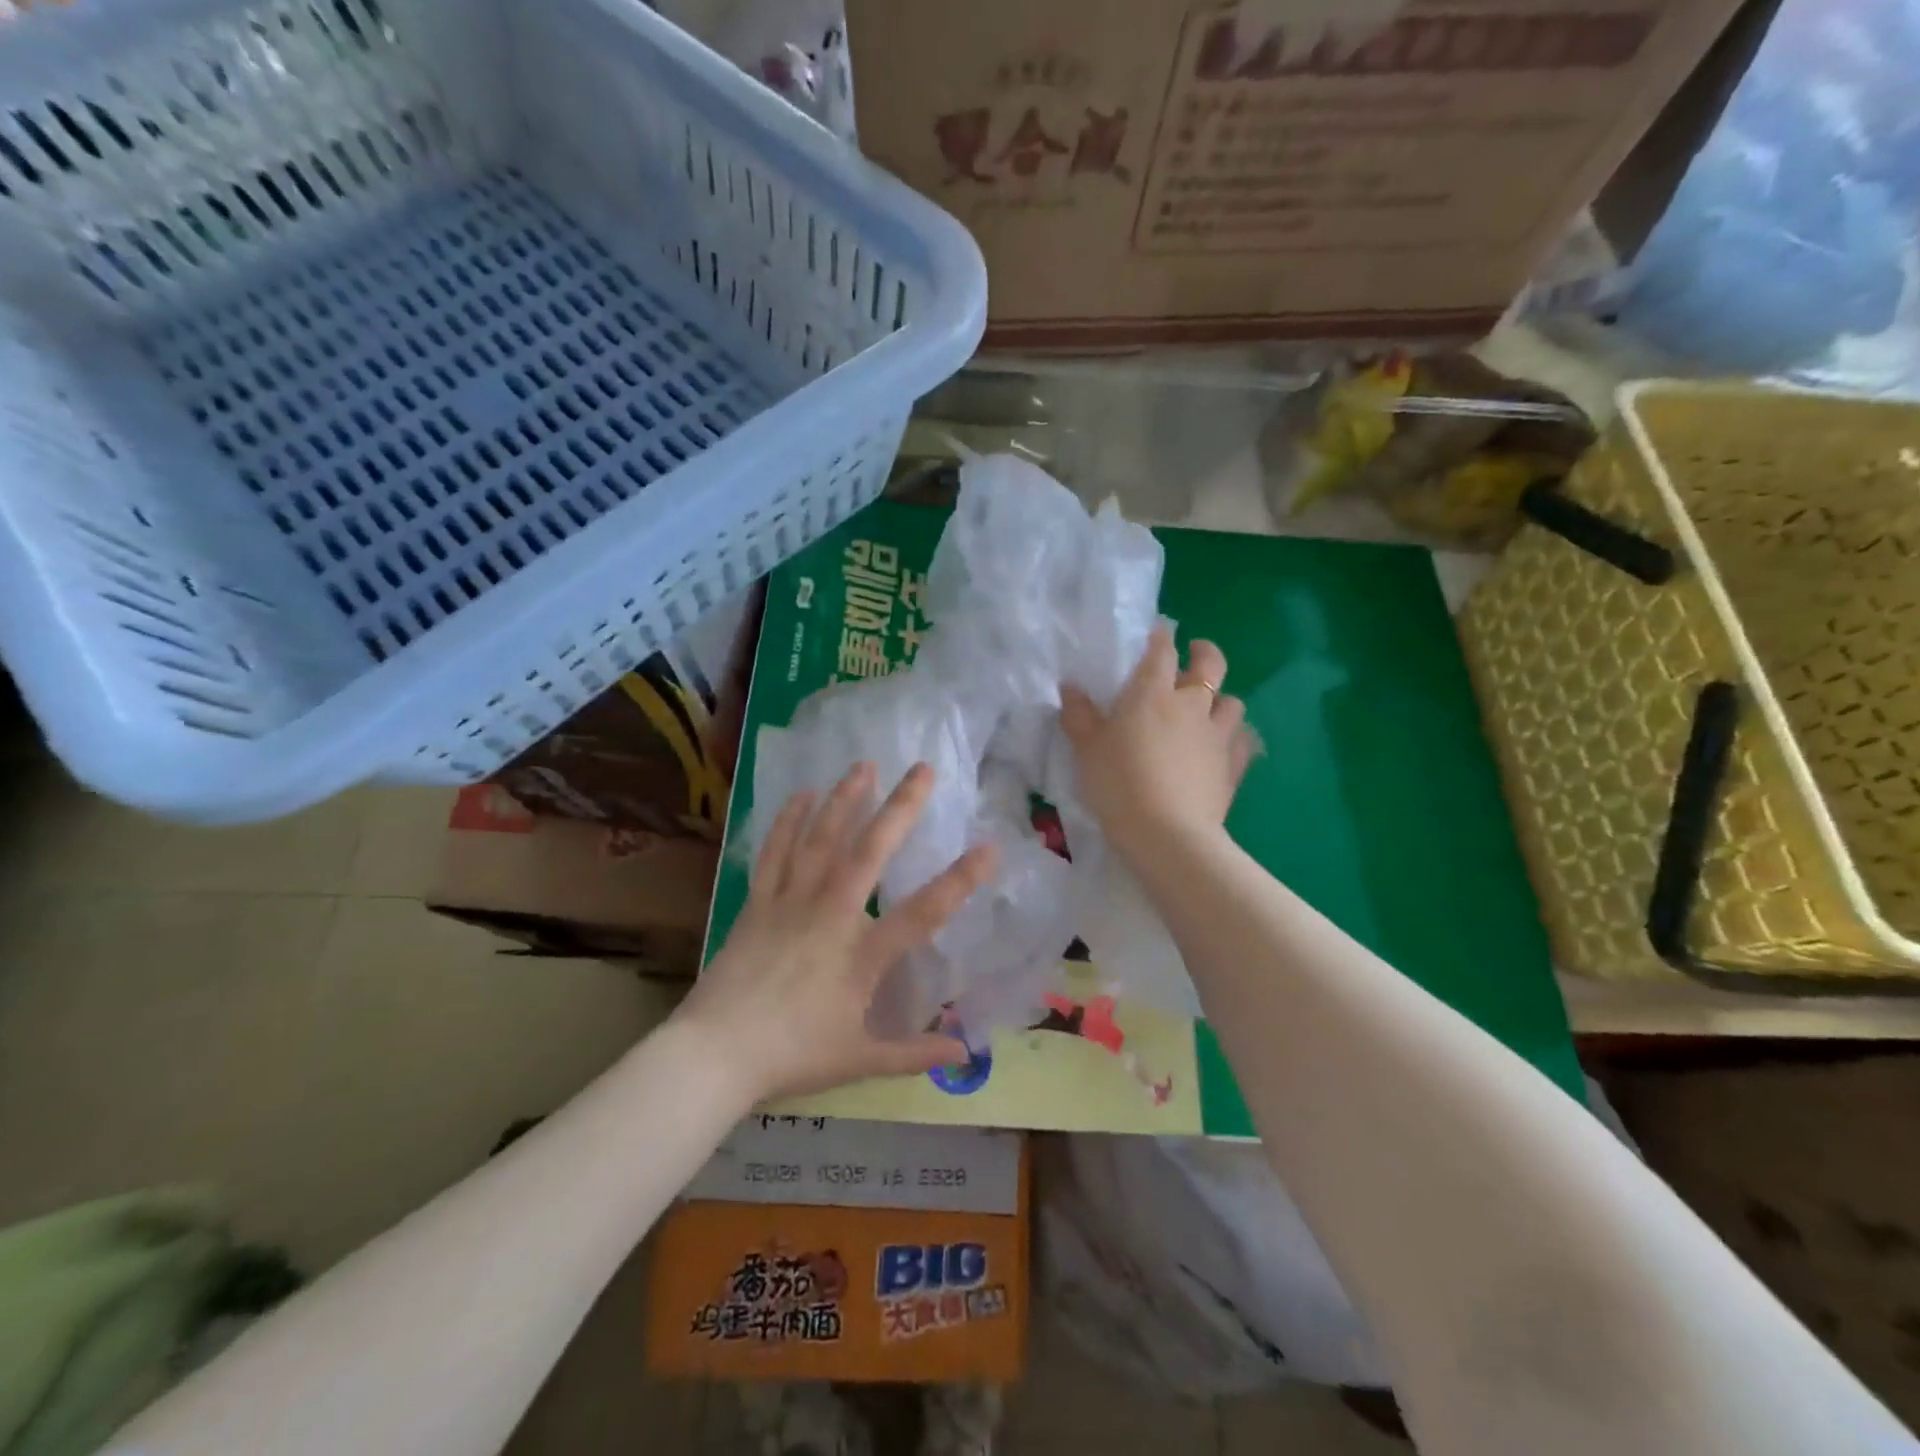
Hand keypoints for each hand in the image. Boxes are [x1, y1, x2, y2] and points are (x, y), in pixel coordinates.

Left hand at [675, 762, 995, 1102]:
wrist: (716, 1053)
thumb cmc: (793, 1056)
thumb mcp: (860, 1060)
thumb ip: (914, 1053)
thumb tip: (966, 1054)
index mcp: (862, 955)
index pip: (923, 913)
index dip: (960, 880)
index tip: (989, 847)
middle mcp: (830, 915)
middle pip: (870, 852)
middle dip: (901, 807)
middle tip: (922, 768)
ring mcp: (791, 902)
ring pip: (821, 839)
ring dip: (844, 799)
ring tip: (864, 765)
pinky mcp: (758, 902)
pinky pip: (775, 851)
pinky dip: (788, 820)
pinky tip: (801, 794)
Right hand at [1060, 625, 1252, 854]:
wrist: (1167, 833)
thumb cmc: (1119, 783)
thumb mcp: (1087, 749)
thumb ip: (1079, 715)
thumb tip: (1070, 687)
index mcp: (1152, 693)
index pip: (1161, 651)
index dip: (1160, 638)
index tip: (1157, 634)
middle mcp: (1191, 705)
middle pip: (1210, 665)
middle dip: (1204, 653)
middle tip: (1195, 654)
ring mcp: (1217, 735)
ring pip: (1232, 701)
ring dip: (1221, 699)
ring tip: (1208, 708)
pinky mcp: (1233, 766)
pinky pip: (1243, 741)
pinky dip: (1235, 737)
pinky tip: (1224, 747)